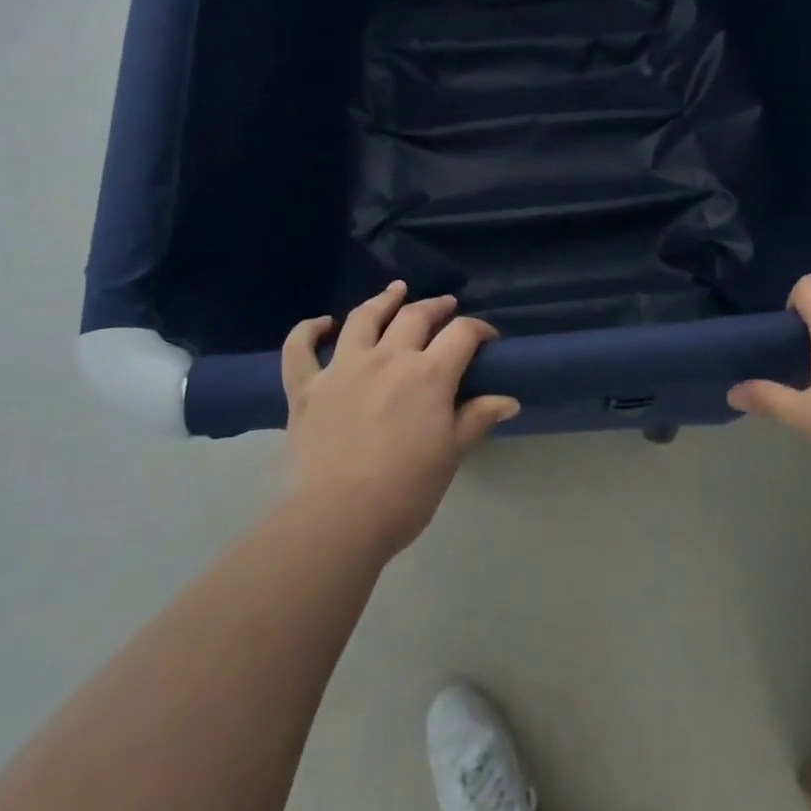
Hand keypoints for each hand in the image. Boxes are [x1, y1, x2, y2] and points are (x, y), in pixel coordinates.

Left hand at [281, 282, 516, 557]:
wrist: (337, 519)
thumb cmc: (404, 491)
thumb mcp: (450, 455)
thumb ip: (476, 419)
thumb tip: (509, 401)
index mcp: (428, 375)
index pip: (462, 334)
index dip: (479, 330)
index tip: (488, 339)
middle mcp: (387, 359)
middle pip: (414, 316)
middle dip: (435, 307)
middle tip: (446, 306)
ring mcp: (342, 368)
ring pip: (363, 319)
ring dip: (382, 300)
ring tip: (395, 291)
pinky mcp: (306, 388)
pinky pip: (300, 349)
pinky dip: (308, 330)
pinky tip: (322, 322)